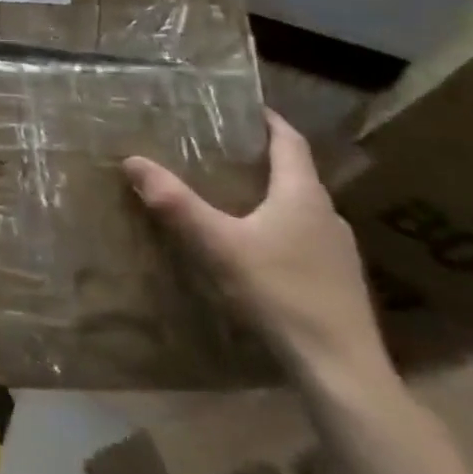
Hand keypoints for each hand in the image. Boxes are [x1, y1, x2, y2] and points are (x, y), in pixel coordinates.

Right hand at [122, 110, 389, 385]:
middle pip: (296, 174)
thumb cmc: (279, 292)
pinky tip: (254, 245)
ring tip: (232, 194)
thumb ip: (175, 203)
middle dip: (262, 158)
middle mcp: (327, 215)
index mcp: (303, 196)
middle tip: (223, 150)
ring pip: (300, 207)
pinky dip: (278, 225)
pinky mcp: (336, 280)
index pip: (290, 142)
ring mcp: (337, 250)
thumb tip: (132, 160)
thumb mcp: (217, 244)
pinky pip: (304, 236)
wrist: (340, 366)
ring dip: (271, 194)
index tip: (246, 106)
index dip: (269, 121)